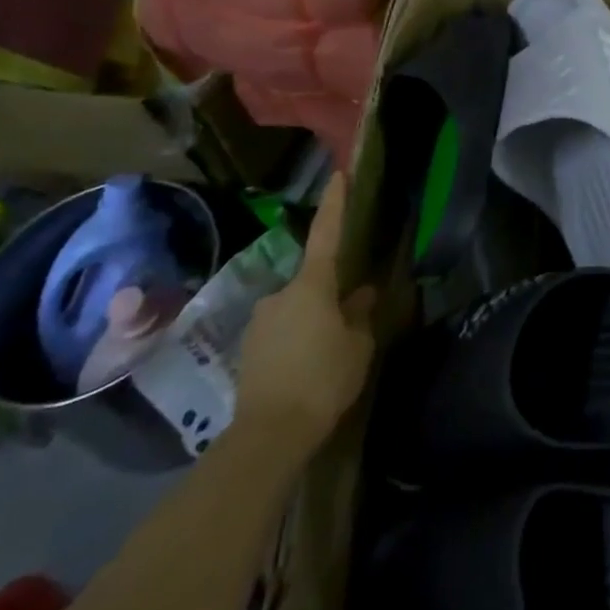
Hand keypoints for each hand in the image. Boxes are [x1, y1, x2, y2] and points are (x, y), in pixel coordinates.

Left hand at [235, 176, 375, 450]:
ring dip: (312, 322)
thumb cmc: (323, 379)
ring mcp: (260, 322)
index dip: (334, 204)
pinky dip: (296, 341)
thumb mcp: (357, 346)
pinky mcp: (248, 350)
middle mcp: (280, 294)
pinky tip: (307, 370)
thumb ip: (360, 314)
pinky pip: (281, 333)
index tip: (338, 175)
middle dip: (330, 296)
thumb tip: (361, 294)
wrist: (268, 434)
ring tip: (328, 355)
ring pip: (296, 310)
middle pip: (312, 283)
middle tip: (349, 323)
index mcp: (312, 286)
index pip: (326, 234)